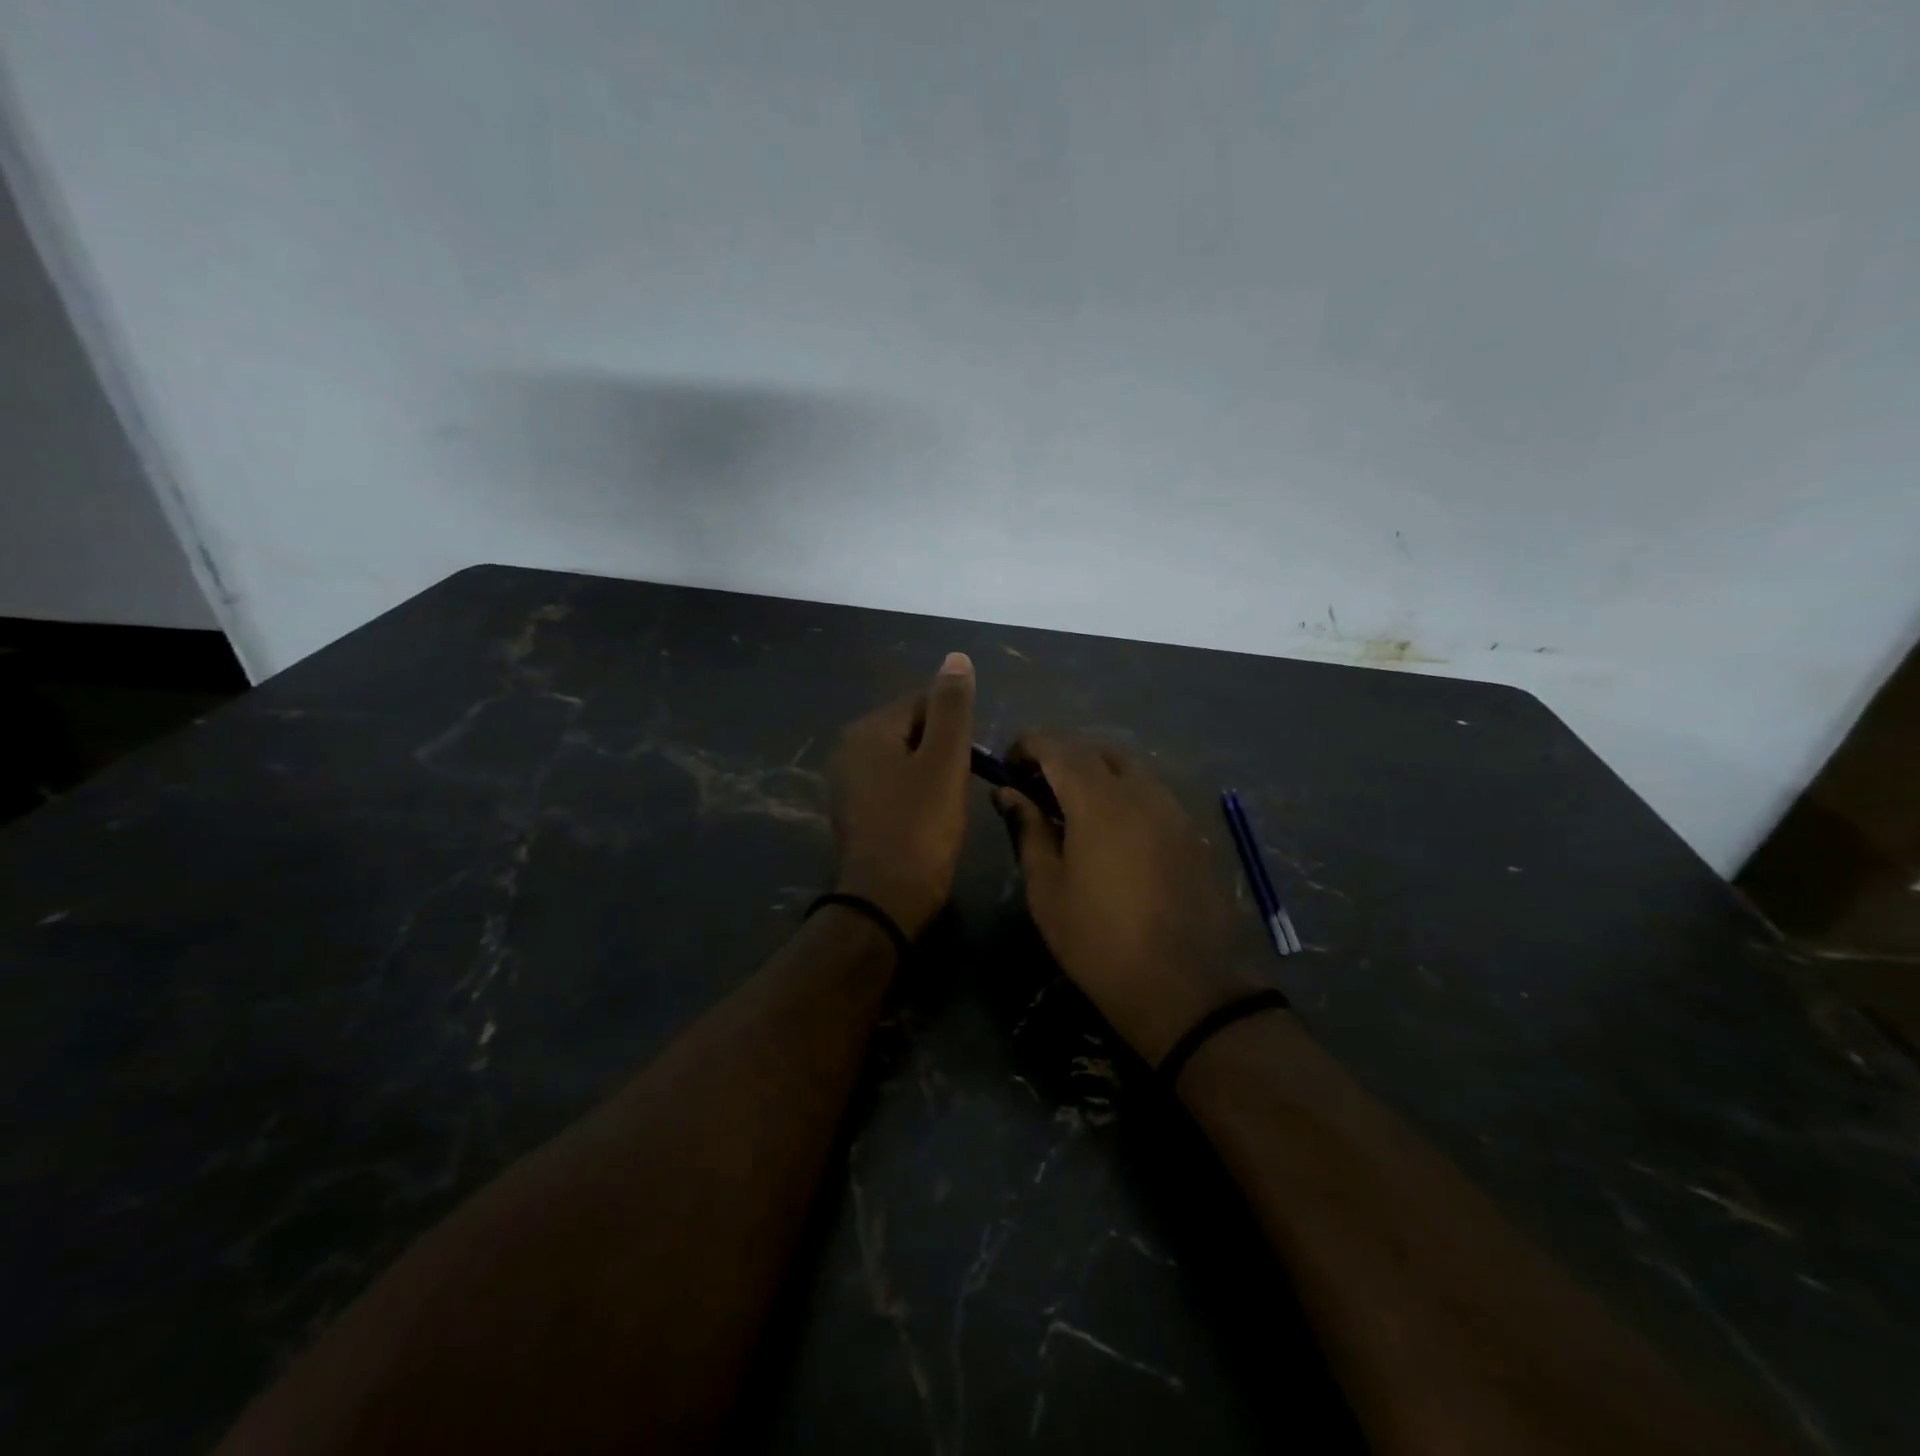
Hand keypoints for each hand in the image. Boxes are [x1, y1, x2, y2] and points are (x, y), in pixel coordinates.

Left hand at [828, 653, 976, 938]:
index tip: (972, 763)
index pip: (923, 703)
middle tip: (961, 786)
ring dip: (931, 774)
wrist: (886, 900)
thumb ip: (952, 707)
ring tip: (948, 805)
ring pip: (904, 760)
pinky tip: (927, 820)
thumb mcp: (945, 760)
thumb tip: (956, 658)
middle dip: (943, 751)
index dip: (956, 729)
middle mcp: (848, 749)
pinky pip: (892, 787)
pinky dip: (914, 795)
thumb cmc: (920, 825)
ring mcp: (846, 783)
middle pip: (912, 730)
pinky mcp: (853, 812)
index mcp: (867, 730)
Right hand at [995, 736, 1266, 1063]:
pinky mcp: (1192, 832)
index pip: (1057, 746)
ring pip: (1128, 769)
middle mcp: (1141, 791)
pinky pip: (1151, 794)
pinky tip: (1110, 835)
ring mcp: (1173, 809)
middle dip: (1061, 758)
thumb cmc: (1100, 942)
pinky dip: (1123, 796)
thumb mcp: (1048, 889)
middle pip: (1095, 751)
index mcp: (1099, 800)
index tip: (1006, 765)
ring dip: (1094, 776)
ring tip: (1071, 812)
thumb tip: (1007, 793)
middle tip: (1035, 790)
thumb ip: (1027, 830)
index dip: (1028, 745)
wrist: (1187, 989)